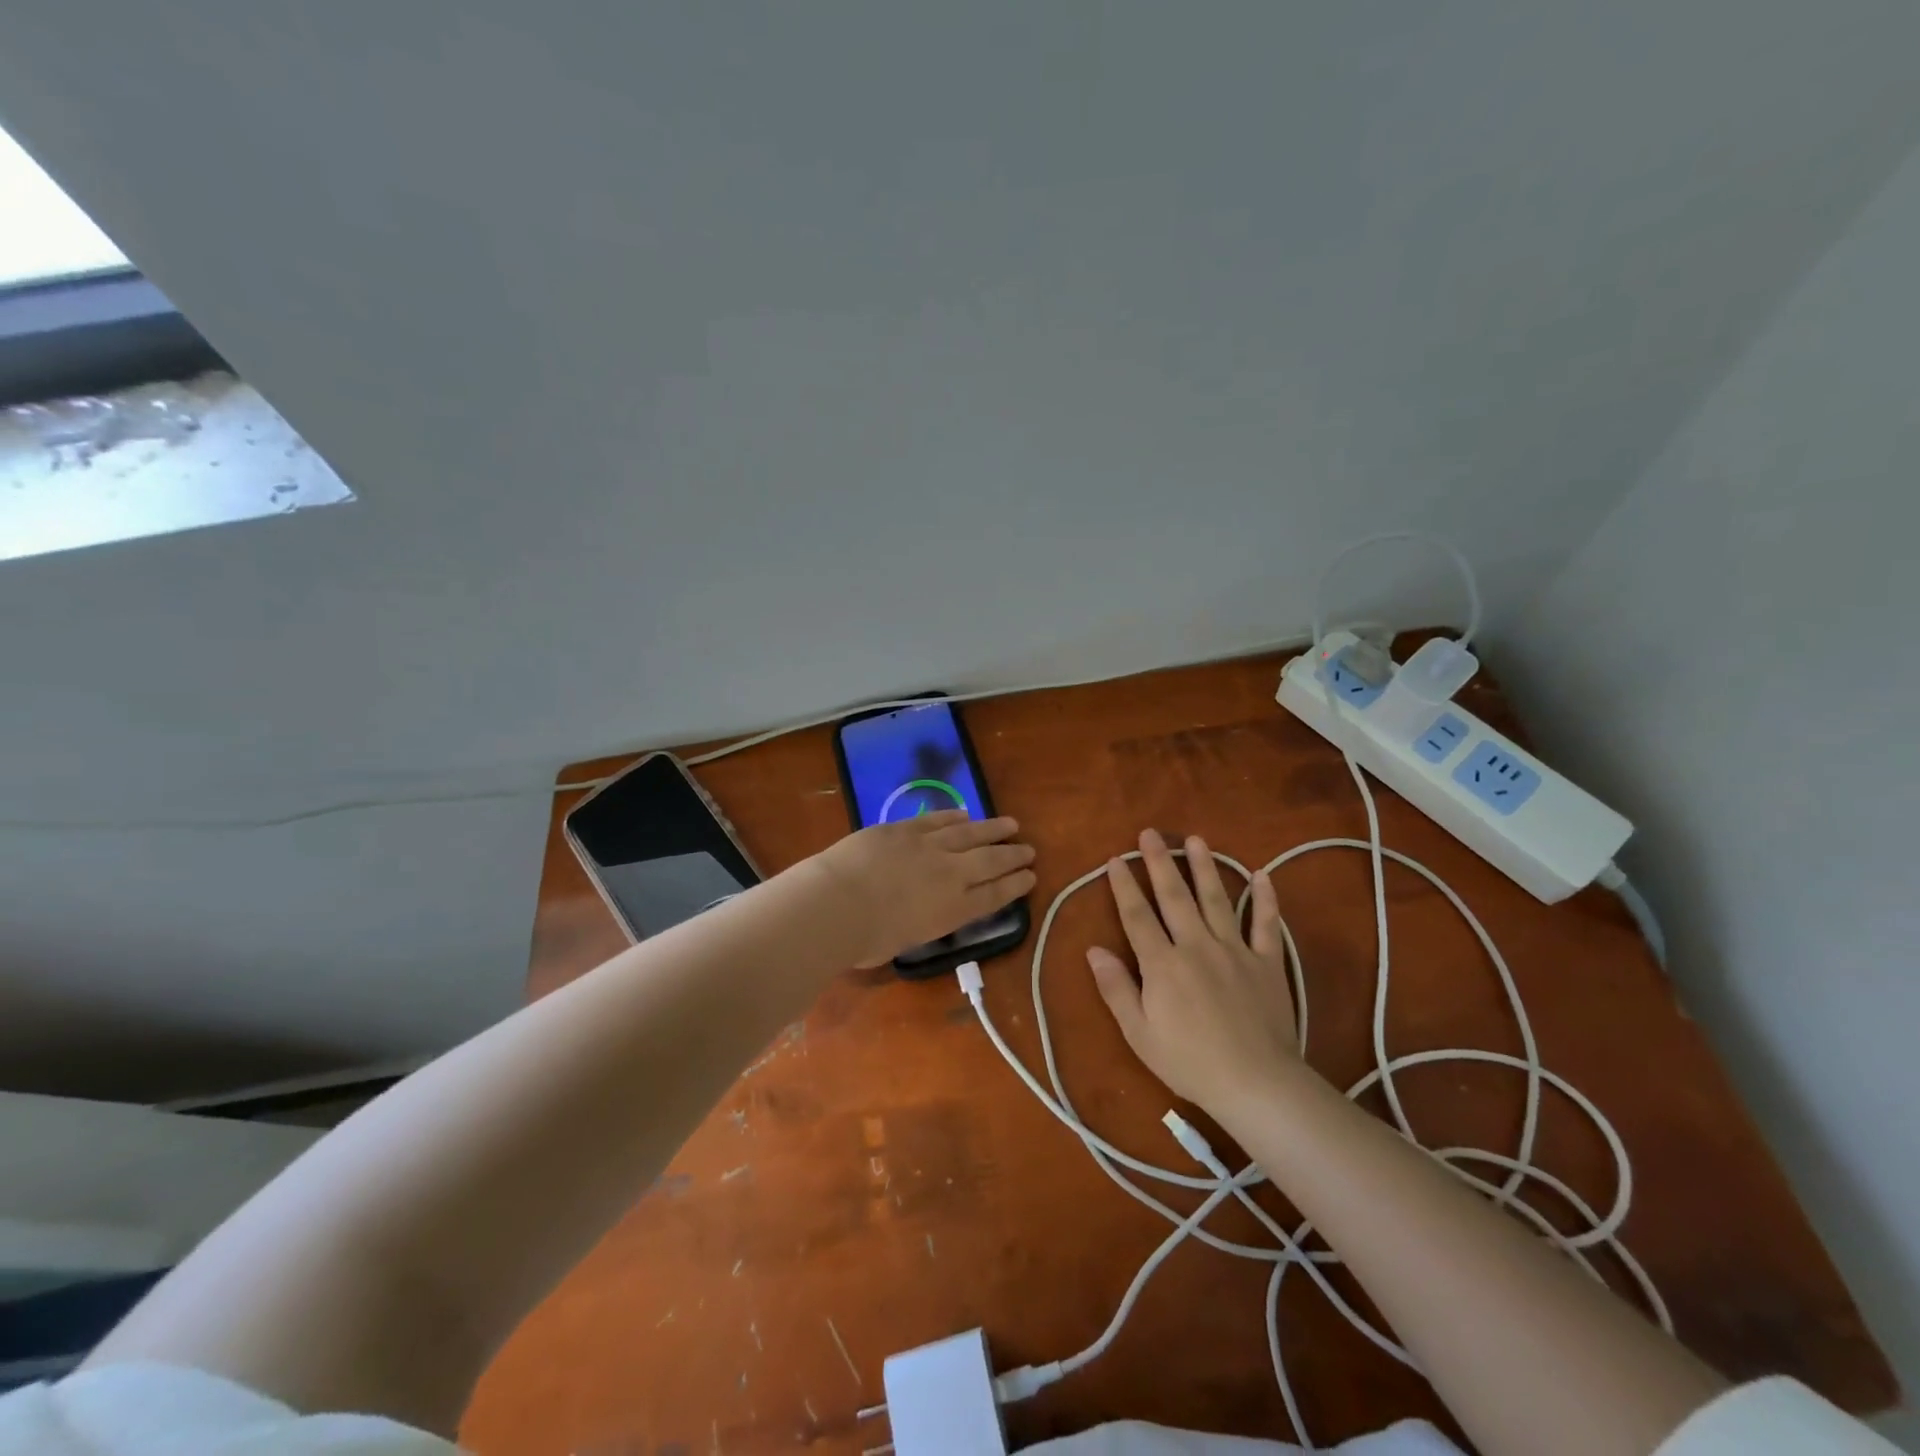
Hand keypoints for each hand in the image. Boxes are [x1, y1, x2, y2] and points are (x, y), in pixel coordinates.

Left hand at [814, 810, 1036, 968]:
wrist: (837, 903)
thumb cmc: (865, 939)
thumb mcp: (902, 942)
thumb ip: (915, 925)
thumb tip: (911, 916)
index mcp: (952, 911)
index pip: (993, 896)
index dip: (1014, 886)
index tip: (1031, 877)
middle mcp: (949, 875)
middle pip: (989, 862)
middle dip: (1012, 856)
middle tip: (1029, 850)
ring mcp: (927, 847)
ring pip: (969, 834)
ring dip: (992, 829)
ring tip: (1010, 824)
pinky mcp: (904, 828)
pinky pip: (936, 820)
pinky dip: (954, 817)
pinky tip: (966, 815)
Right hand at [1087, 828, 1301, 1115]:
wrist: (1257, 1083)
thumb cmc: (1189, 1062)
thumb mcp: (1139, 1034)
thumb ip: (1116, 988)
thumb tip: (1093, 949)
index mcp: (1163, 964)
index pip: (1137, 916)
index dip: (1124, 886)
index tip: (1115, 859)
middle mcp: (1197, 946)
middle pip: (1174, 897)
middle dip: (1160, 862)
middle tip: (1150, 833)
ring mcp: (1235, 951)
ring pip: (1217, 899)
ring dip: (1204, 867)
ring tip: (1195, 839)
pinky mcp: (1267, 962)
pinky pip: (1266, 924)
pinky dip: (1264, 898)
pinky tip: (1261, 874)